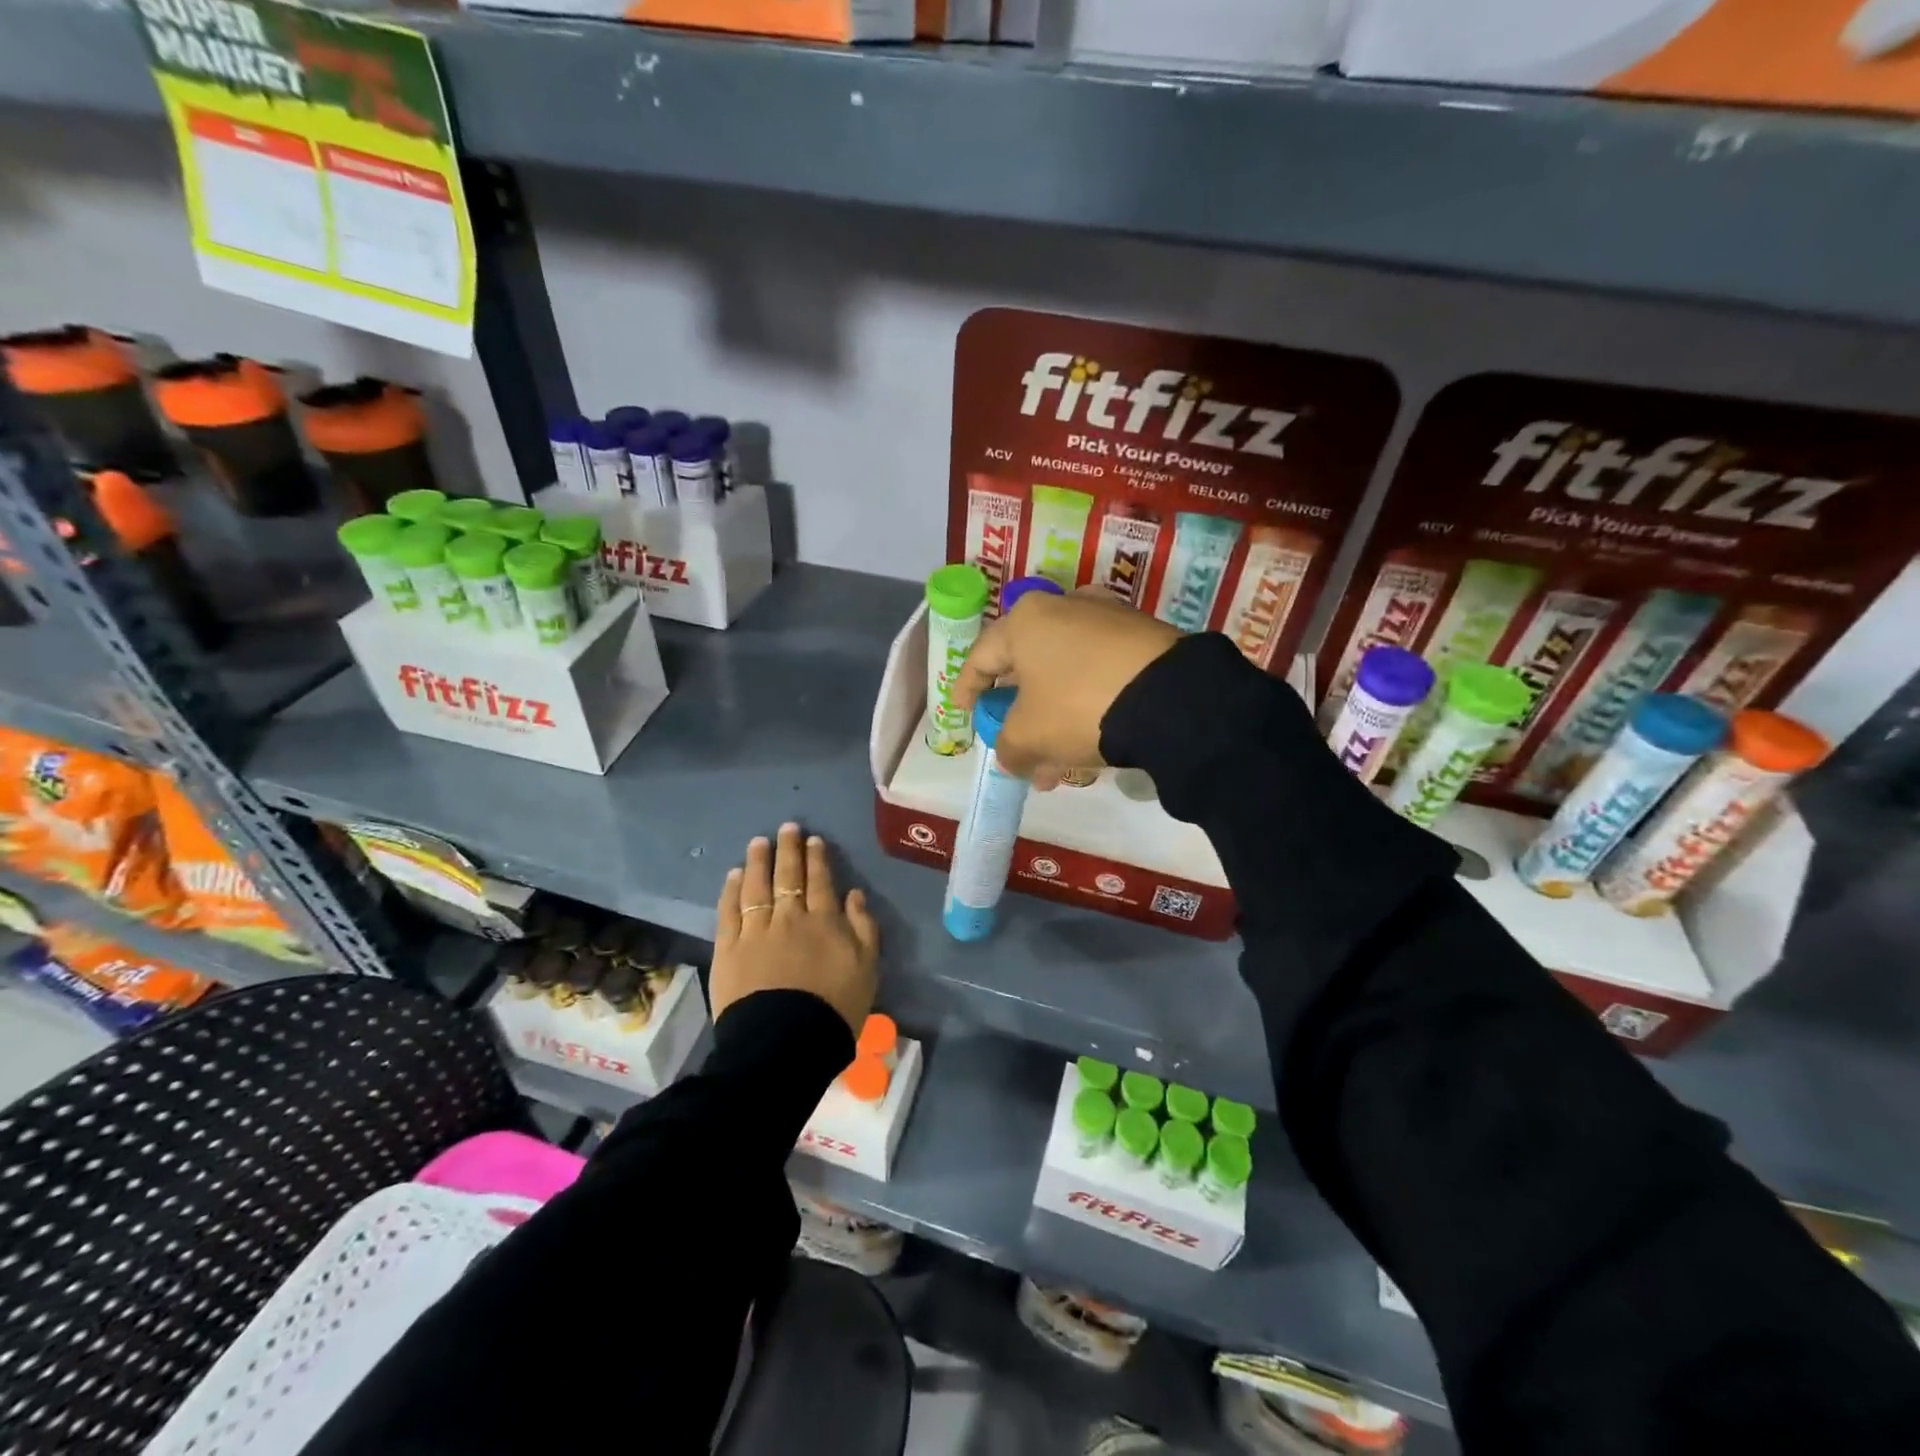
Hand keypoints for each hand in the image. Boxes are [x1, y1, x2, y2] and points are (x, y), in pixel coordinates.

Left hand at [712, 822, 878, 1034]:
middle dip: (788, 849)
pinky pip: (729, 911)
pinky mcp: (728, 949)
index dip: (817, 858)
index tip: (813, 840)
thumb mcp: (867, 969)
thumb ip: (863, 928)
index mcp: (824, 921)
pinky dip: (732, 890)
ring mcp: (755, 931)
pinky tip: (733, 876)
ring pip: (756, 886)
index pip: (821, 881)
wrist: (785, 1043)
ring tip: (758, 842)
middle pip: (788, 876)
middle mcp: (789, 917)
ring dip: (758, 861)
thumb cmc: (834, 1009)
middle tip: (787, 827)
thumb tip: (854, 894)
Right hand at [951, 590, 1178, 785]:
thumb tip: (1013, 757)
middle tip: (1017, 749)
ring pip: (1066, 675)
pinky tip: (1093, 742)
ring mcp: (1108, 618)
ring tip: (1057, 765)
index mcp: (1026, 620)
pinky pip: (1099, 673)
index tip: (964, 713)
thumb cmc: (1078, 706)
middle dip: (1020, 716)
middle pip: (1028, 667)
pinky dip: (1087, 705)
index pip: (982, 657)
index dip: (967, 689)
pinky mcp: (1143, 635)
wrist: (1171, 697)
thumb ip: (1009, 748)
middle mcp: (1064, 607)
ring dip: (1055, 719)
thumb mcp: (1029, 736)